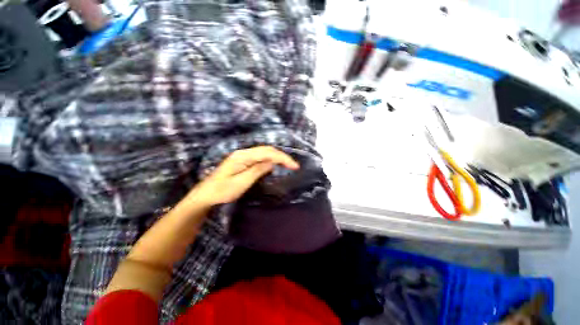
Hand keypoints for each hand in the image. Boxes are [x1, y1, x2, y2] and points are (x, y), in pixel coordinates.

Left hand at [189, 146, 299, 206]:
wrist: (206, 194)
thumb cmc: (222, 191)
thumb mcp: (241, 183)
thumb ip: (257, 170)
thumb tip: (272, 163)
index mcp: (242, 156)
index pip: (267, 153)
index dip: (282, 158)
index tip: (294, 166)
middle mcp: (244, 152)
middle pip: (267, 150)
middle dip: (282, 156)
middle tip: (294, 166)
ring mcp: (243, 156)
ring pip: (264, 152)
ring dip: (277, 157)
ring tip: (288, 165)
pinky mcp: (243, 161)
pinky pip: (260, 157)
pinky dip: (271, 160)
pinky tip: (275, 165)